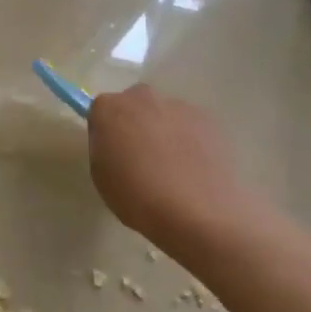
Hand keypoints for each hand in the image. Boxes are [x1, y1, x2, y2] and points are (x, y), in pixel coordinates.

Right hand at [87, 85, 259, 252]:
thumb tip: (117, 140)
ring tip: (172, 168)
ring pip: (165, 114)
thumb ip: (105, 147)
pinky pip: (190, 126)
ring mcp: (180, 107)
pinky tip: (192, 169)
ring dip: (164, 131)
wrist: (195, 212)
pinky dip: (189, 140)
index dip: (106, 131)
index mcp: (110, 109)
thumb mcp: (101, 175)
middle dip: (135, 122)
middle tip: (140, 156)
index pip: (101, 110)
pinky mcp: (209, 121)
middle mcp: (144, 99)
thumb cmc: (136, 197)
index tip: (112, 152)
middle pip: (135, 103)